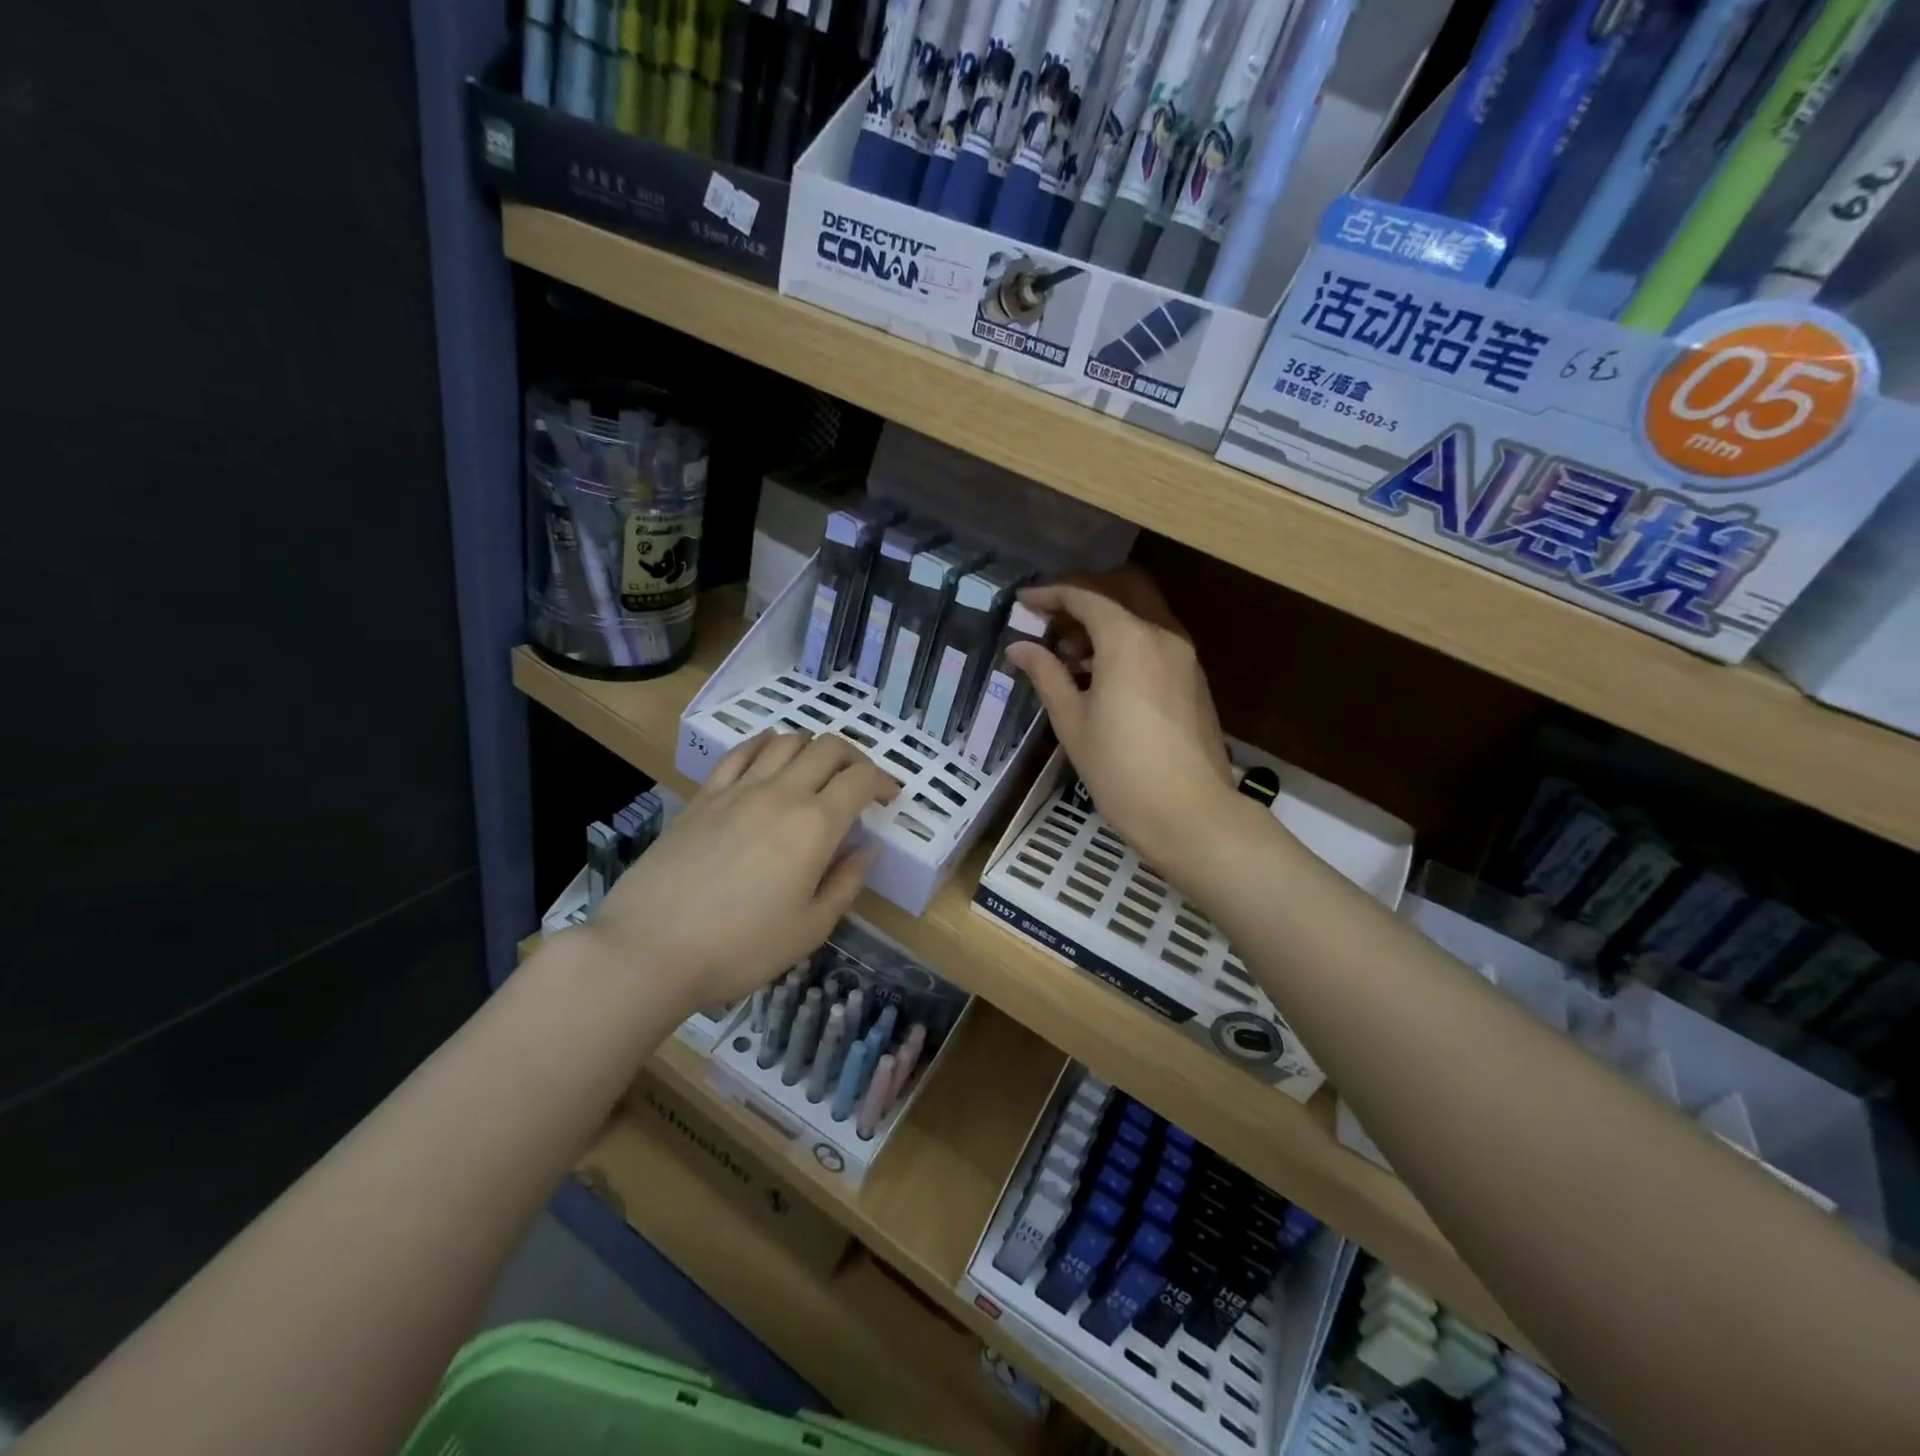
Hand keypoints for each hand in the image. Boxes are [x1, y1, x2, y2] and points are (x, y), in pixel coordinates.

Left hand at [582, 732, 896, 1009]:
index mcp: (814, 826)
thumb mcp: (810, 929)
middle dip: (854, 758)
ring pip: (786, 741)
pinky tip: (769, 758)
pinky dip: (765, 745)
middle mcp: (781, 794)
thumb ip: (845, 883)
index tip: (889, 798)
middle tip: (859, 783)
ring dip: (812, 748)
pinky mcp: (704, 795)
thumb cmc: (740, 948)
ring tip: (816, 772)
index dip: (884, 781)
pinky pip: (741, 752)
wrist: (651, 949)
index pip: (861, 779)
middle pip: (828, 748)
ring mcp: (738, 789)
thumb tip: (867, 849)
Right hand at [1007, 568, 1237, 871]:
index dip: (1049, 595)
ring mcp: (1184, 656)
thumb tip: (1020, 647)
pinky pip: (1155, 640)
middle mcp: (1162, 634)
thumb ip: (1046, 675)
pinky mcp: (1194, 679)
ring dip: (1106, 621)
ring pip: (1141, 615)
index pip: (1085, 596)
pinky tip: (1103, 676)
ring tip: (1070, 656)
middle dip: (1084, 597)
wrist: (1190, 813)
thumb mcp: (1072, 721)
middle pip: (1122, 590)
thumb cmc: (1120, 768)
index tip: (1022, 604)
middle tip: (1051, 621)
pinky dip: (1127, 641)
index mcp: (1128, 639)